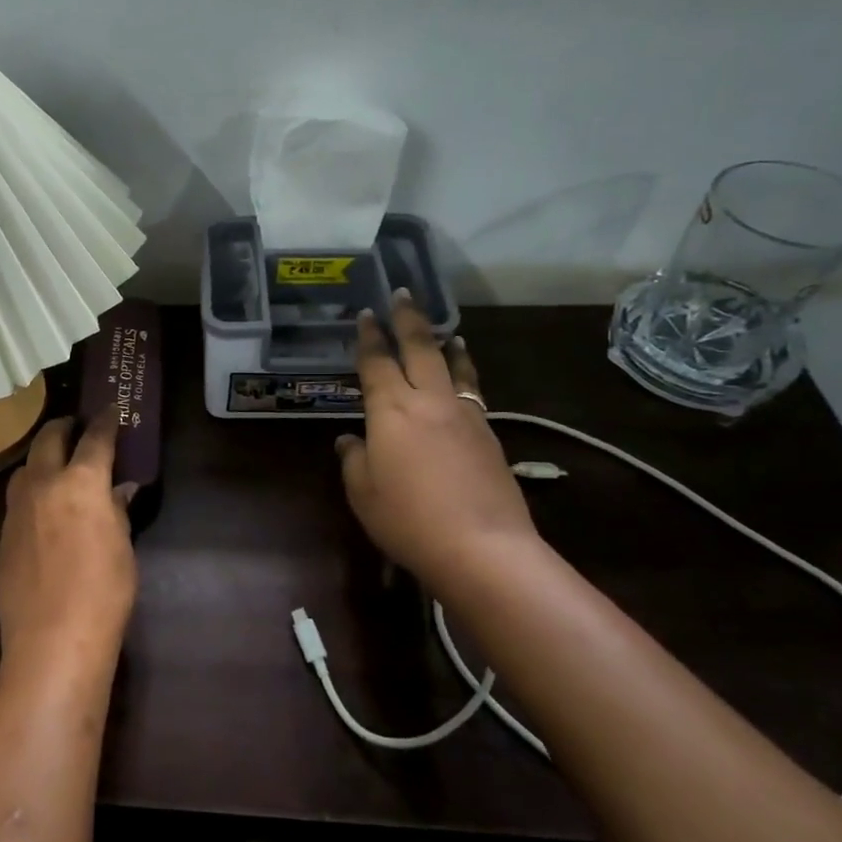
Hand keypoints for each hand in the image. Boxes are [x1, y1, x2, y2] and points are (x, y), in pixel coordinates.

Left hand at [0, 412, 139, 668]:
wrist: (52, 639)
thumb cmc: (103, 592)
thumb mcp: (122, 547)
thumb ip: (117, 510)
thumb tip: (120, 490)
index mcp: (81, 482)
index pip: (95, 439)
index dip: (106, 422)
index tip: (112, 410)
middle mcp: (43, 485)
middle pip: (48, 440)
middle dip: (64, 427)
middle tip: (76, 426)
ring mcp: (16, 510)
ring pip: (24, 469)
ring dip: (41, 459)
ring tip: (55, 467)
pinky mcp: (1, 537)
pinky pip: (16, 502)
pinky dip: (31, 495)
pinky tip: (42, 514)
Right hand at [336, 293, 542, 594]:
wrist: (482, 547)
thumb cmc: (407, 519)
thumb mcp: (363, 493)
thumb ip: (354, 459)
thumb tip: (351, 440)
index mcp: (390, 410)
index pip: (376, 362)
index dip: (368, 337)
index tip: (365, 314)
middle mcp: (428, 401)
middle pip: (419, 349)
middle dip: (408, 319)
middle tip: (403, 294)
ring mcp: (464, 416)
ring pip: (453, 367)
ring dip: (445, 344)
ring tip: (446, 331)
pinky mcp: (489, 435)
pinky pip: (472, 391)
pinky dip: (465, 374)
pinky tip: (464, 379)